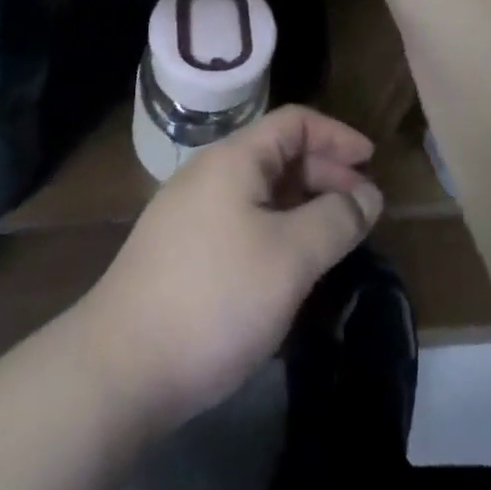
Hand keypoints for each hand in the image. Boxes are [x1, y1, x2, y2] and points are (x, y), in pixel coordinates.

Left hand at [77, 105, 383, 431]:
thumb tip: (367, 195)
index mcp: (235, 158)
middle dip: (324, 174)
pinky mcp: (180, 249)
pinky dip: (275, 229)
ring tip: (332, 239)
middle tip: (360, 210)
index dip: (337, 136)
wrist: (119, 367)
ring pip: (259, 191)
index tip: (371, 164)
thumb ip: (335, 220)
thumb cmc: (215, 297)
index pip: (295, 122)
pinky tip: (287, 266)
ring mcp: (190, 210)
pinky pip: (241, 220)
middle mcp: (210, 172)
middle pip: (278, 154)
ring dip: (301, 205)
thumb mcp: (289, 257)